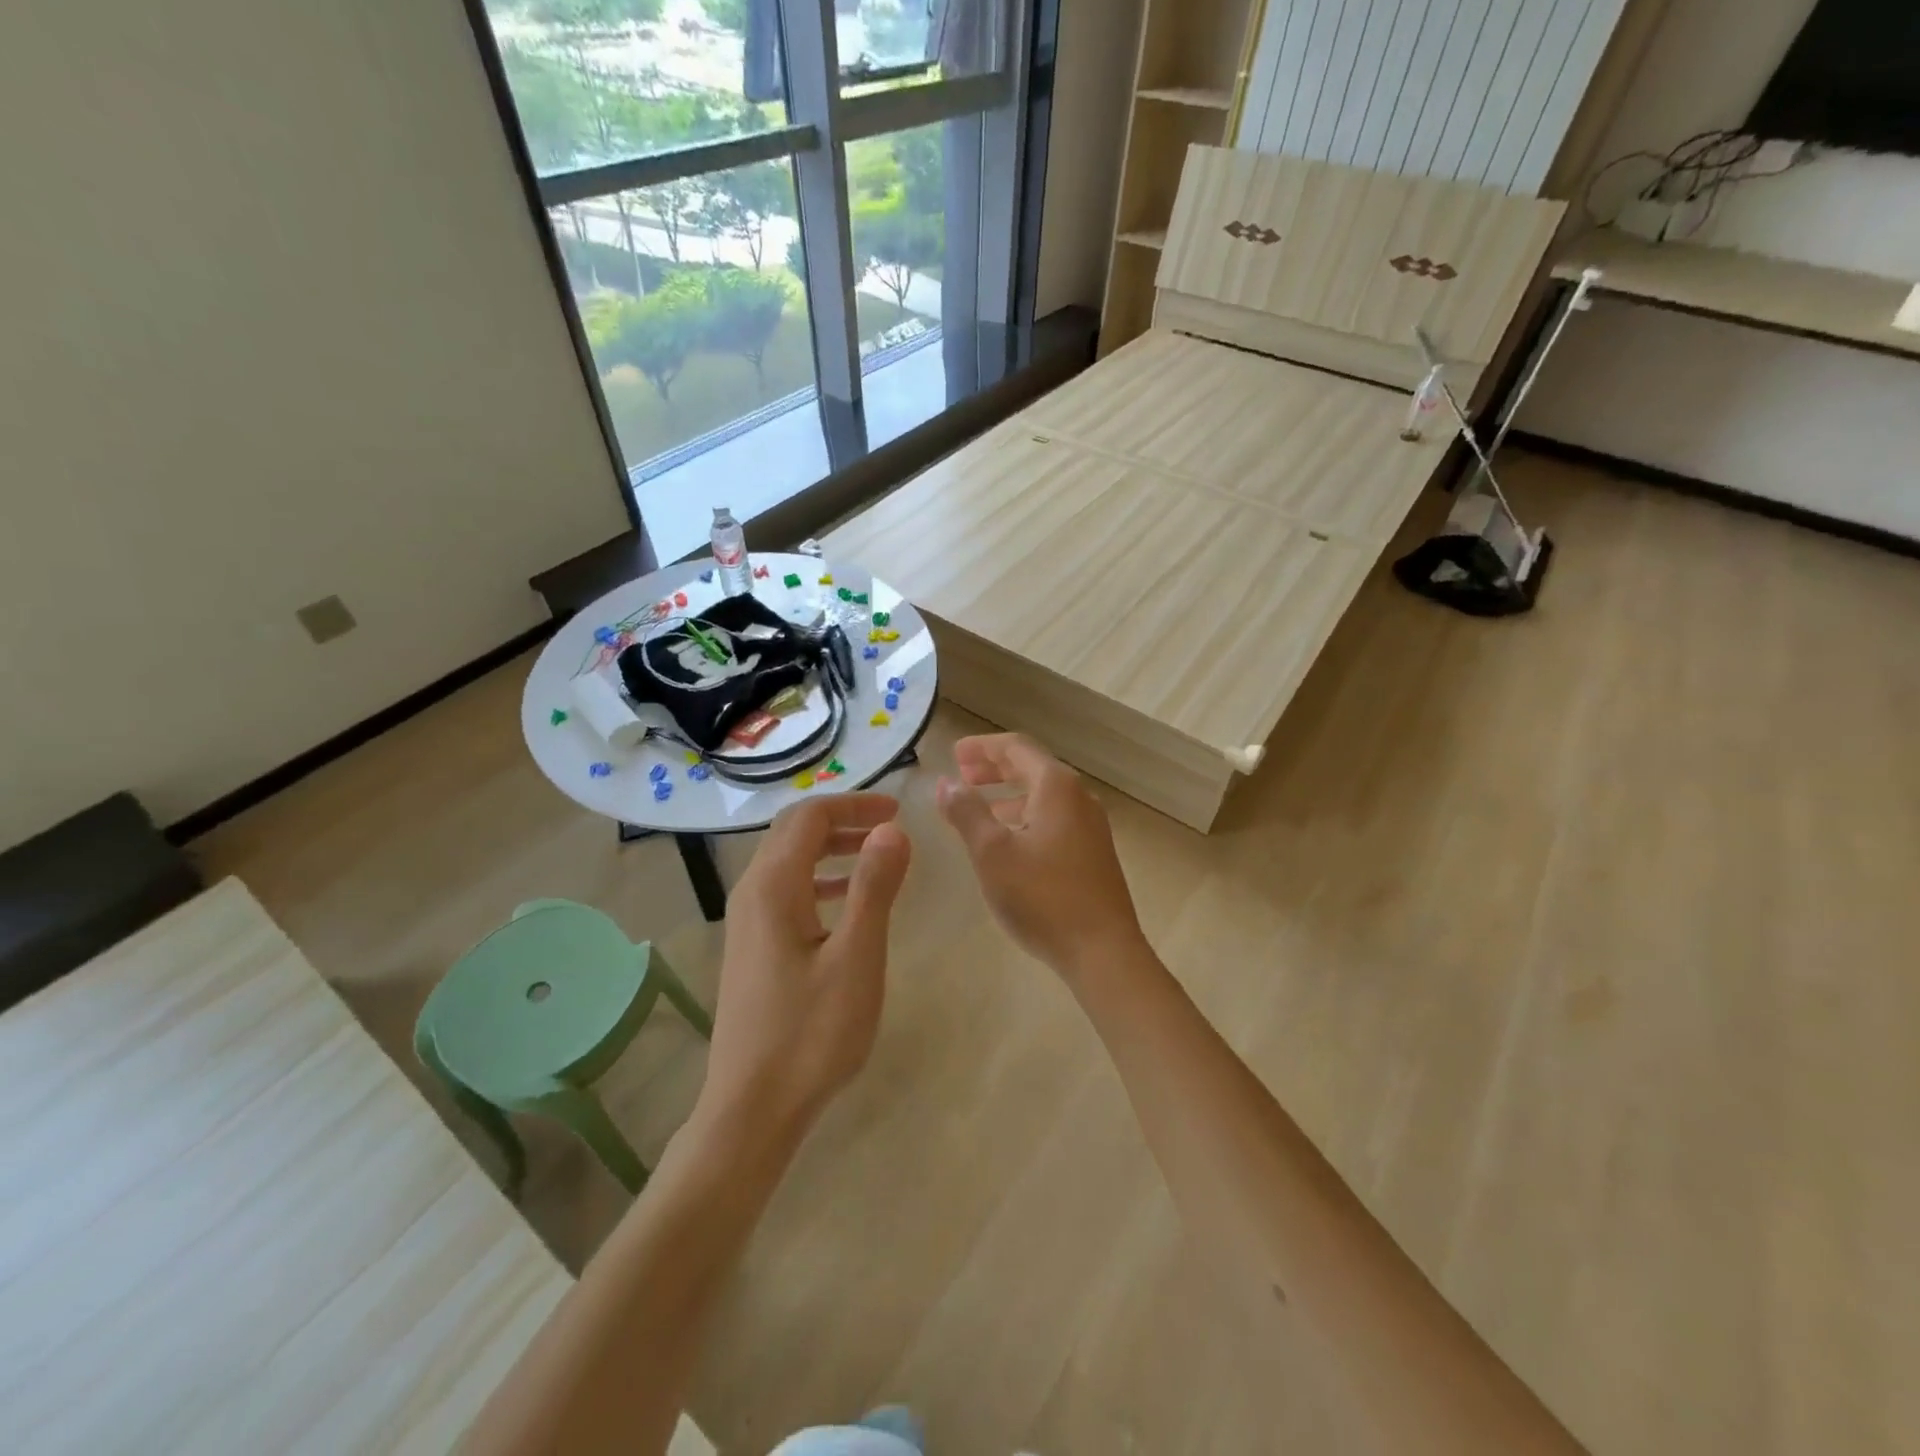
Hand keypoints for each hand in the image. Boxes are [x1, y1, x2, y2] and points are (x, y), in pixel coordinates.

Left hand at [701, 793, 911, 1134]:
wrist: (751, 1108)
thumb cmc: (810, 1033)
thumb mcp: (856, 957)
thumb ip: (874, 887)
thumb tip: (892, 829)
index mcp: (774, 886)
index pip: (810, 817)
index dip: (854, 804)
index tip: (897, 810)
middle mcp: (752, 893)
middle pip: (794, 832)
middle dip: (843, 820)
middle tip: (890, 826)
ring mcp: (747, 922)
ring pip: (789, 862)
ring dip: (832, 849)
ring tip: (876, 857)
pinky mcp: (752, 947)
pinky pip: (786, 892)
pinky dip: (820, 880)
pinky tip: (847, 902)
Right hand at [936, 734, 1145, 980]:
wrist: (1102, 951)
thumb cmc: (1042, 896)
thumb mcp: (992, 852)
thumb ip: (967, 812)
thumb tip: (946, 782)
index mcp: (1056, 787)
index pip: (1017, 747)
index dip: (982, 747)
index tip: (953, 753)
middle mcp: (1079, 798)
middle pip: (1032, 768)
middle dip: (995, 768)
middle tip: (962, 774)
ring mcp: (1091, 826)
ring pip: (1044, 795)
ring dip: (1009, 794)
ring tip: (979, 806)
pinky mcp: (1093, 852)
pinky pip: (1054, 818)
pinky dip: (1026, 815)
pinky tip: (1010, 839)